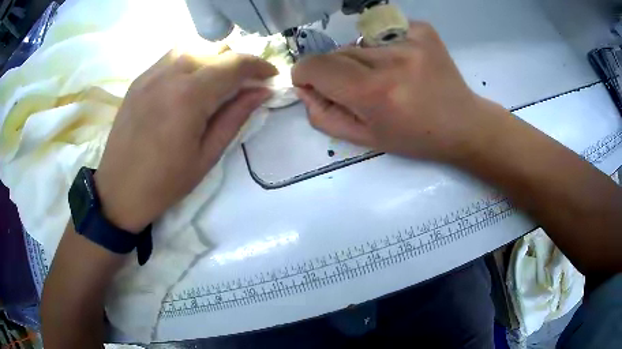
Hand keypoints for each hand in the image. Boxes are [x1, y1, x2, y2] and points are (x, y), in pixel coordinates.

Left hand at [94, 51, 276, 231]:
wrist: (119, 190)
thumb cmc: (165, 182)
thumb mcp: (207, 156)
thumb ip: (236, 117)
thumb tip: (262, 92)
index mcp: (189, 96)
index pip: (234, 64)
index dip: (258, 66)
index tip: (270, 76)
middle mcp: (170, 73)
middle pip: (215, 49)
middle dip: (237, 62)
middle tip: (244, 85)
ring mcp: (151, 73)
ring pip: (193, 46)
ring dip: (213, 57)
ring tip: (216, 80)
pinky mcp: (139, 79)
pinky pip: (171, 56)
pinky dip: (190, 60)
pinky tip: (189, 82)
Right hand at [292, 21, 499, 162]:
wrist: (463, 124)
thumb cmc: (414, 138)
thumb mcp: (365, 139)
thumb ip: (324, 115)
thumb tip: (303, 87)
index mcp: (374, 92)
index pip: (315, 65)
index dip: (306, 74)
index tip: (314, 84)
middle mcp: (391, 59)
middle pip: (336, 51)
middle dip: (337, 70)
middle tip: (361, 88)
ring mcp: (410, 39)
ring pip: (359, 42)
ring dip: (362, 59)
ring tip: (388, 77)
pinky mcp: (423, 29)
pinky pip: (384, 32)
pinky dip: (384, 47)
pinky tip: (404, 64)